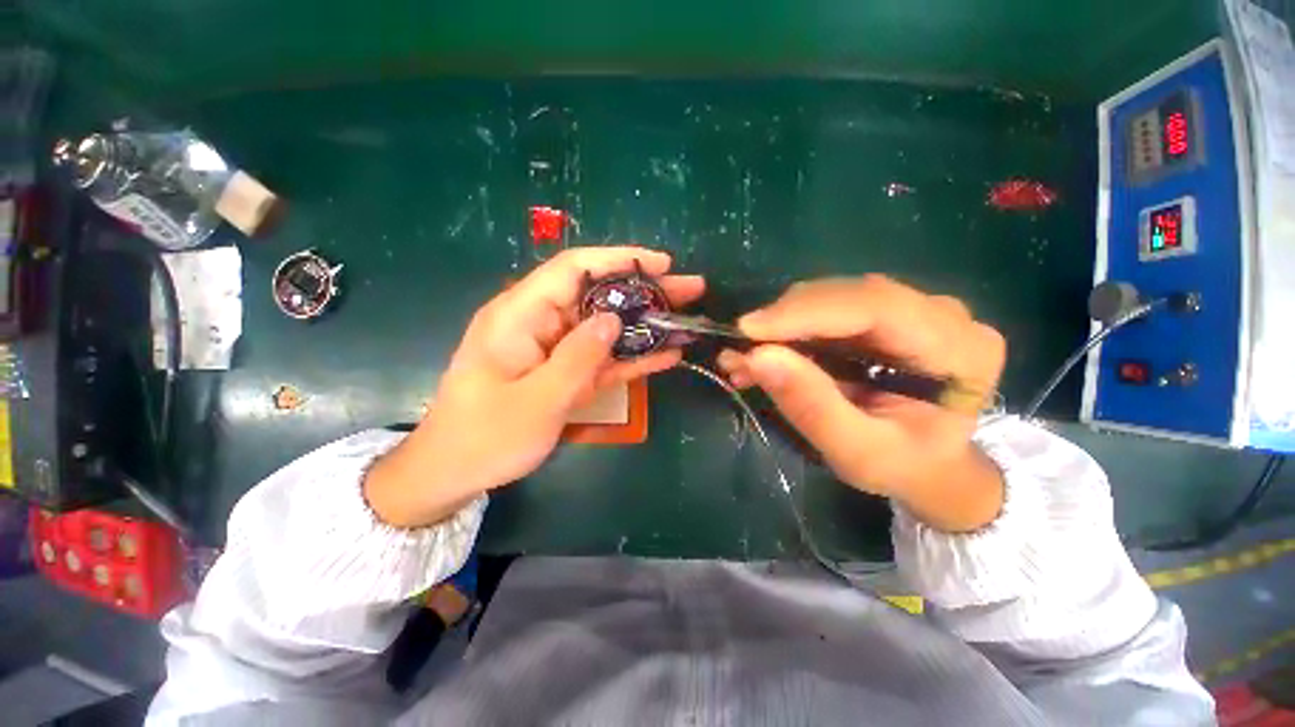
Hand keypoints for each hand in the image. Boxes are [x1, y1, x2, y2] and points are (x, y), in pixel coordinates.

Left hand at [365, 247, 704, 527]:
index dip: (619, 261)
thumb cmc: (485, 437)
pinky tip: (665, 355)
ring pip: (606, 327)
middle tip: (690, 290)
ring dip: (645, 325)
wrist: (454, 473)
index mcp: (521, 315)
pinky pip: (603, 358)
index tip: (661, 265)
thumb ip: (577, 358)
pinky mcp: (566, 373)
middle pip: (598, 295)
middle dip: (644, 291)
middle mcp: (540, 323)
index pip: (574, 269)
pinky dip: (632, 357)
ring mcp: (556, 350)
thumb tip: (613, 320)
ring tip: (686, 320)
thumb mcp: (535, 401)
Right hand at [717, 275, 1006, 531]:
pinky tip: (763, 354)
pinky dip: (789, 331)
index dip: (805, 312)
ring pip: (832, 298)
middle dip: (785, 320)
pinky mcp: (884, 315)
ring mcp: (913, 309)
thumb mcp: (857, 453)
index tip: (748, 329)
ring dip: (781, 325)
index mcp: (960, 349)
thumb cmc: (904, 467)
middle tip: (738, 348)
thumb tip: (757, 356)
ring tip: (744, 358)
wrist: (930, 465)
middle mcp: (942, 315)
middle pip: (850, 295)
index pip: (876, 307)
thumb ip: (812, 407)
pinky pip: (827, 310)